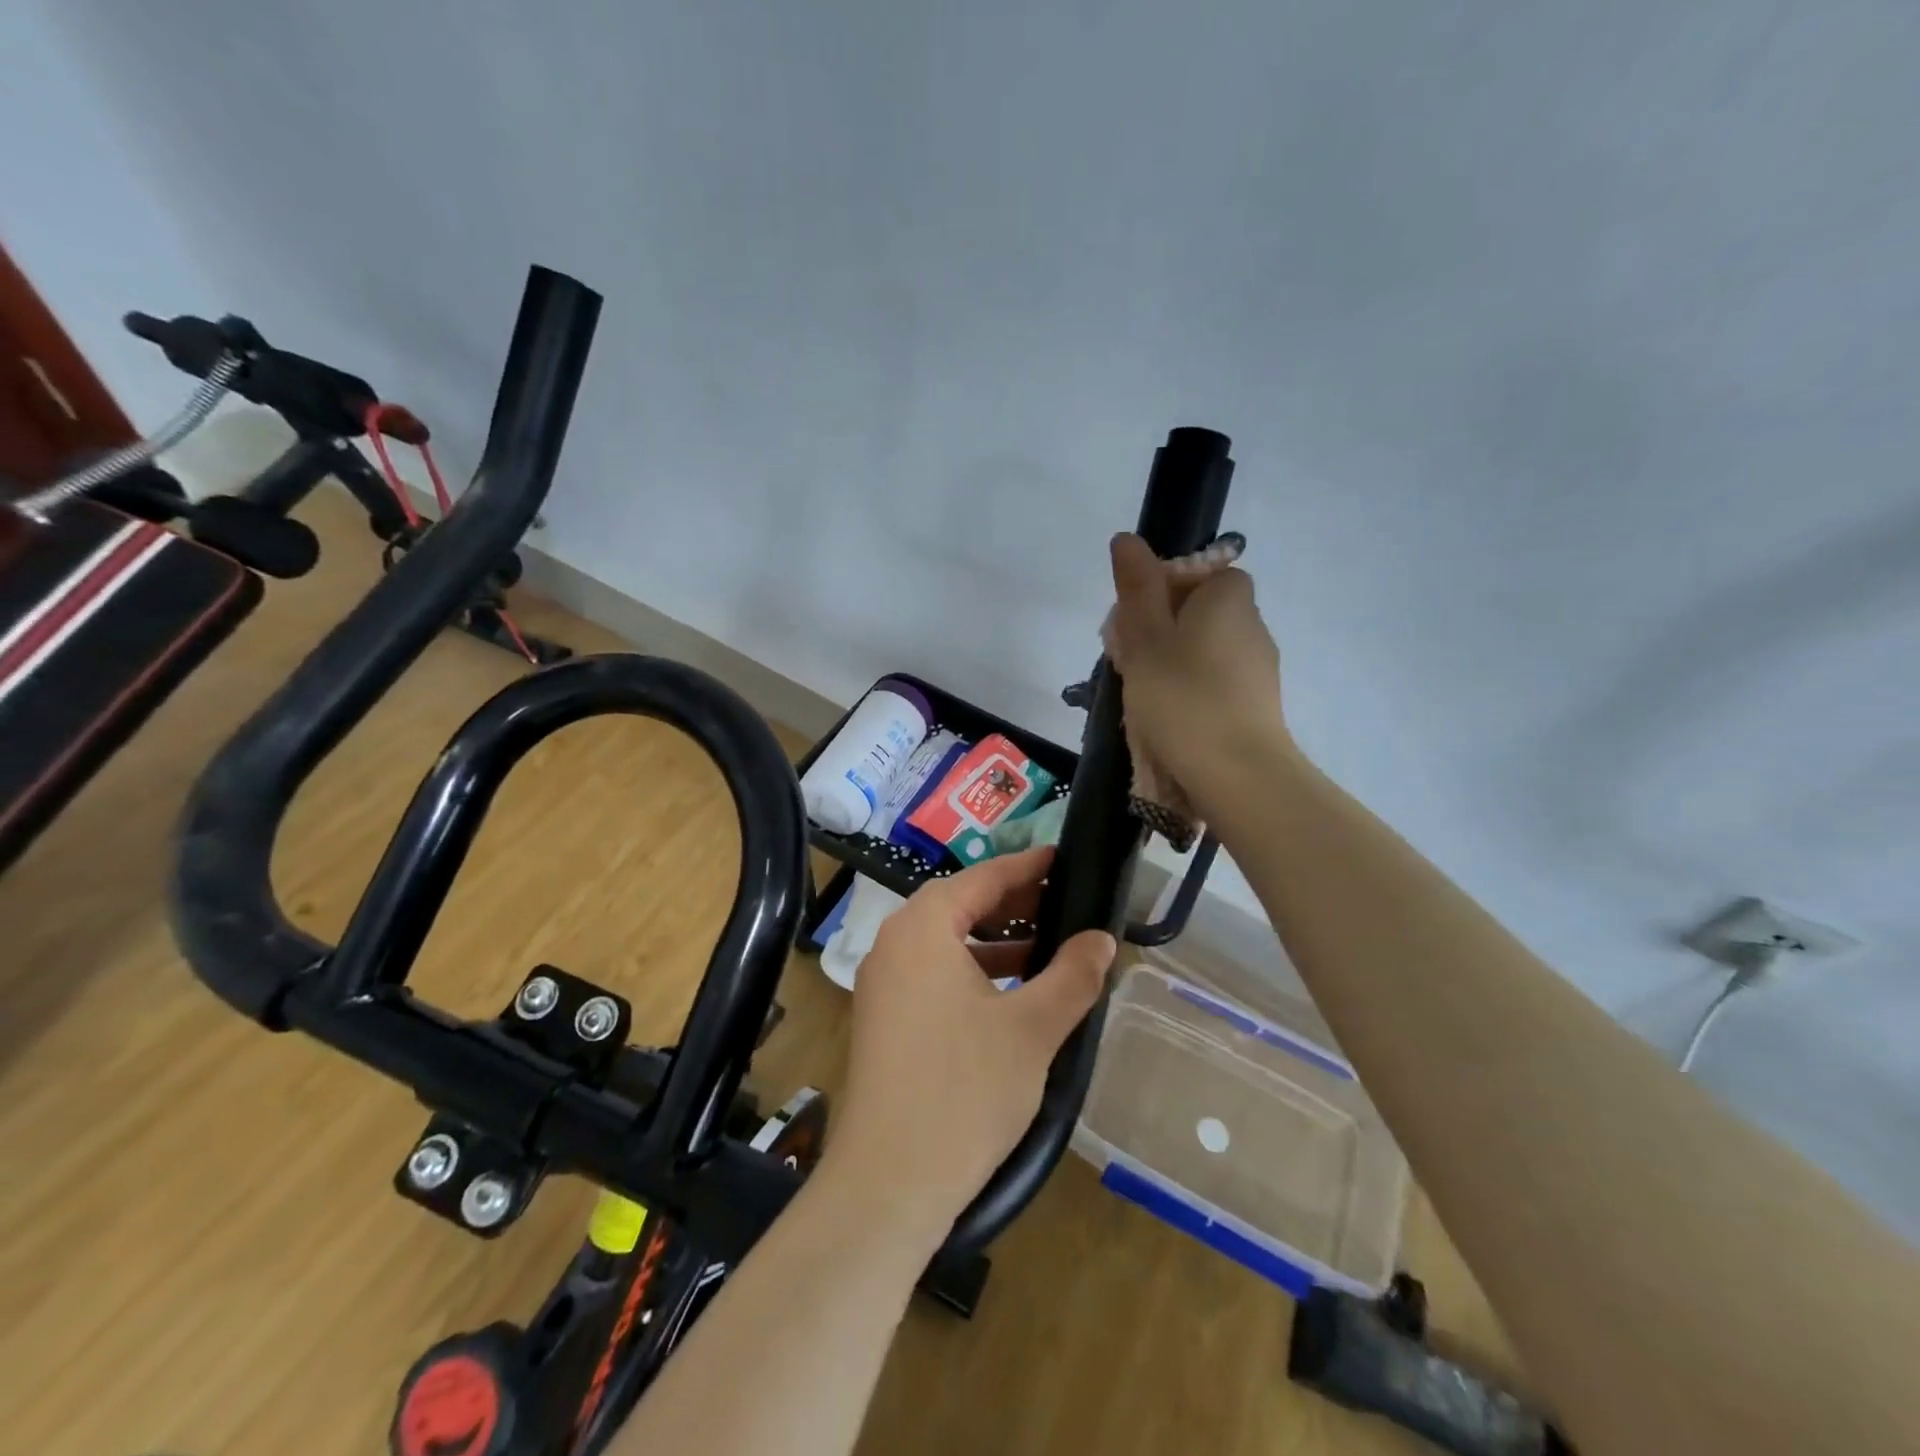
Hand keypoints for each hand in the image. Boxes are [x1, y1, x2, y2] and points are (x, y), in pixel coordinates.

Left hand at [823, 847, 1115, 1243]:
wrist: (889, 1182)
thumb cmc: (965, 1090)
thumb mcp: (1033, 1028)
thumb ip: (1072, 975)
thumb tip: (1102, 939)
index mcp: (922, 927)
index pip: (982, 878)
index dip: (1027, 867)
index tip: (1063, 859)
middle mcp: (894, 943)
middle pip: (959, 904)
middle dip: (1012, 904)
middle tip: (1062, 904)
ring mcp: (882, 982)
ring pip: (946, 941)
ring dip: (994, 940)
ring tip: (1045, 949)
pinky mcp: (882, 1017)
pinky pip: (932, 972)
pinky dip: (972, 971)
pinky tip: (1009, 994)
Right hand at [1106, 532, 1291, 816]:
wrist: (1238, 774)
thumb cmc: (1183, 698)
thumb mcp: (1145, 639)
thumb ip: (1137, 588)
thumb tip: (1127, 539)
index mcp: (1228, 598)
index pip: (1200, 572)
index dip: (1163, 590)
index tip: (1135, 621)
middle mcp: (1252, 624)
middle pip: (1200, 611)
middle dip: (1162, 629)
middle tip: (1130, 661)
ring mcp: (1260, 667)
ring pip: (1206, 649)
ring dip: (1174, 663)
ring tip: (1145, 696)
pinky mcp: (1259, 704)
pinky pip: (1217, 682)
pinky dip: (1193, 691)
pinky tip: (1172, 719)